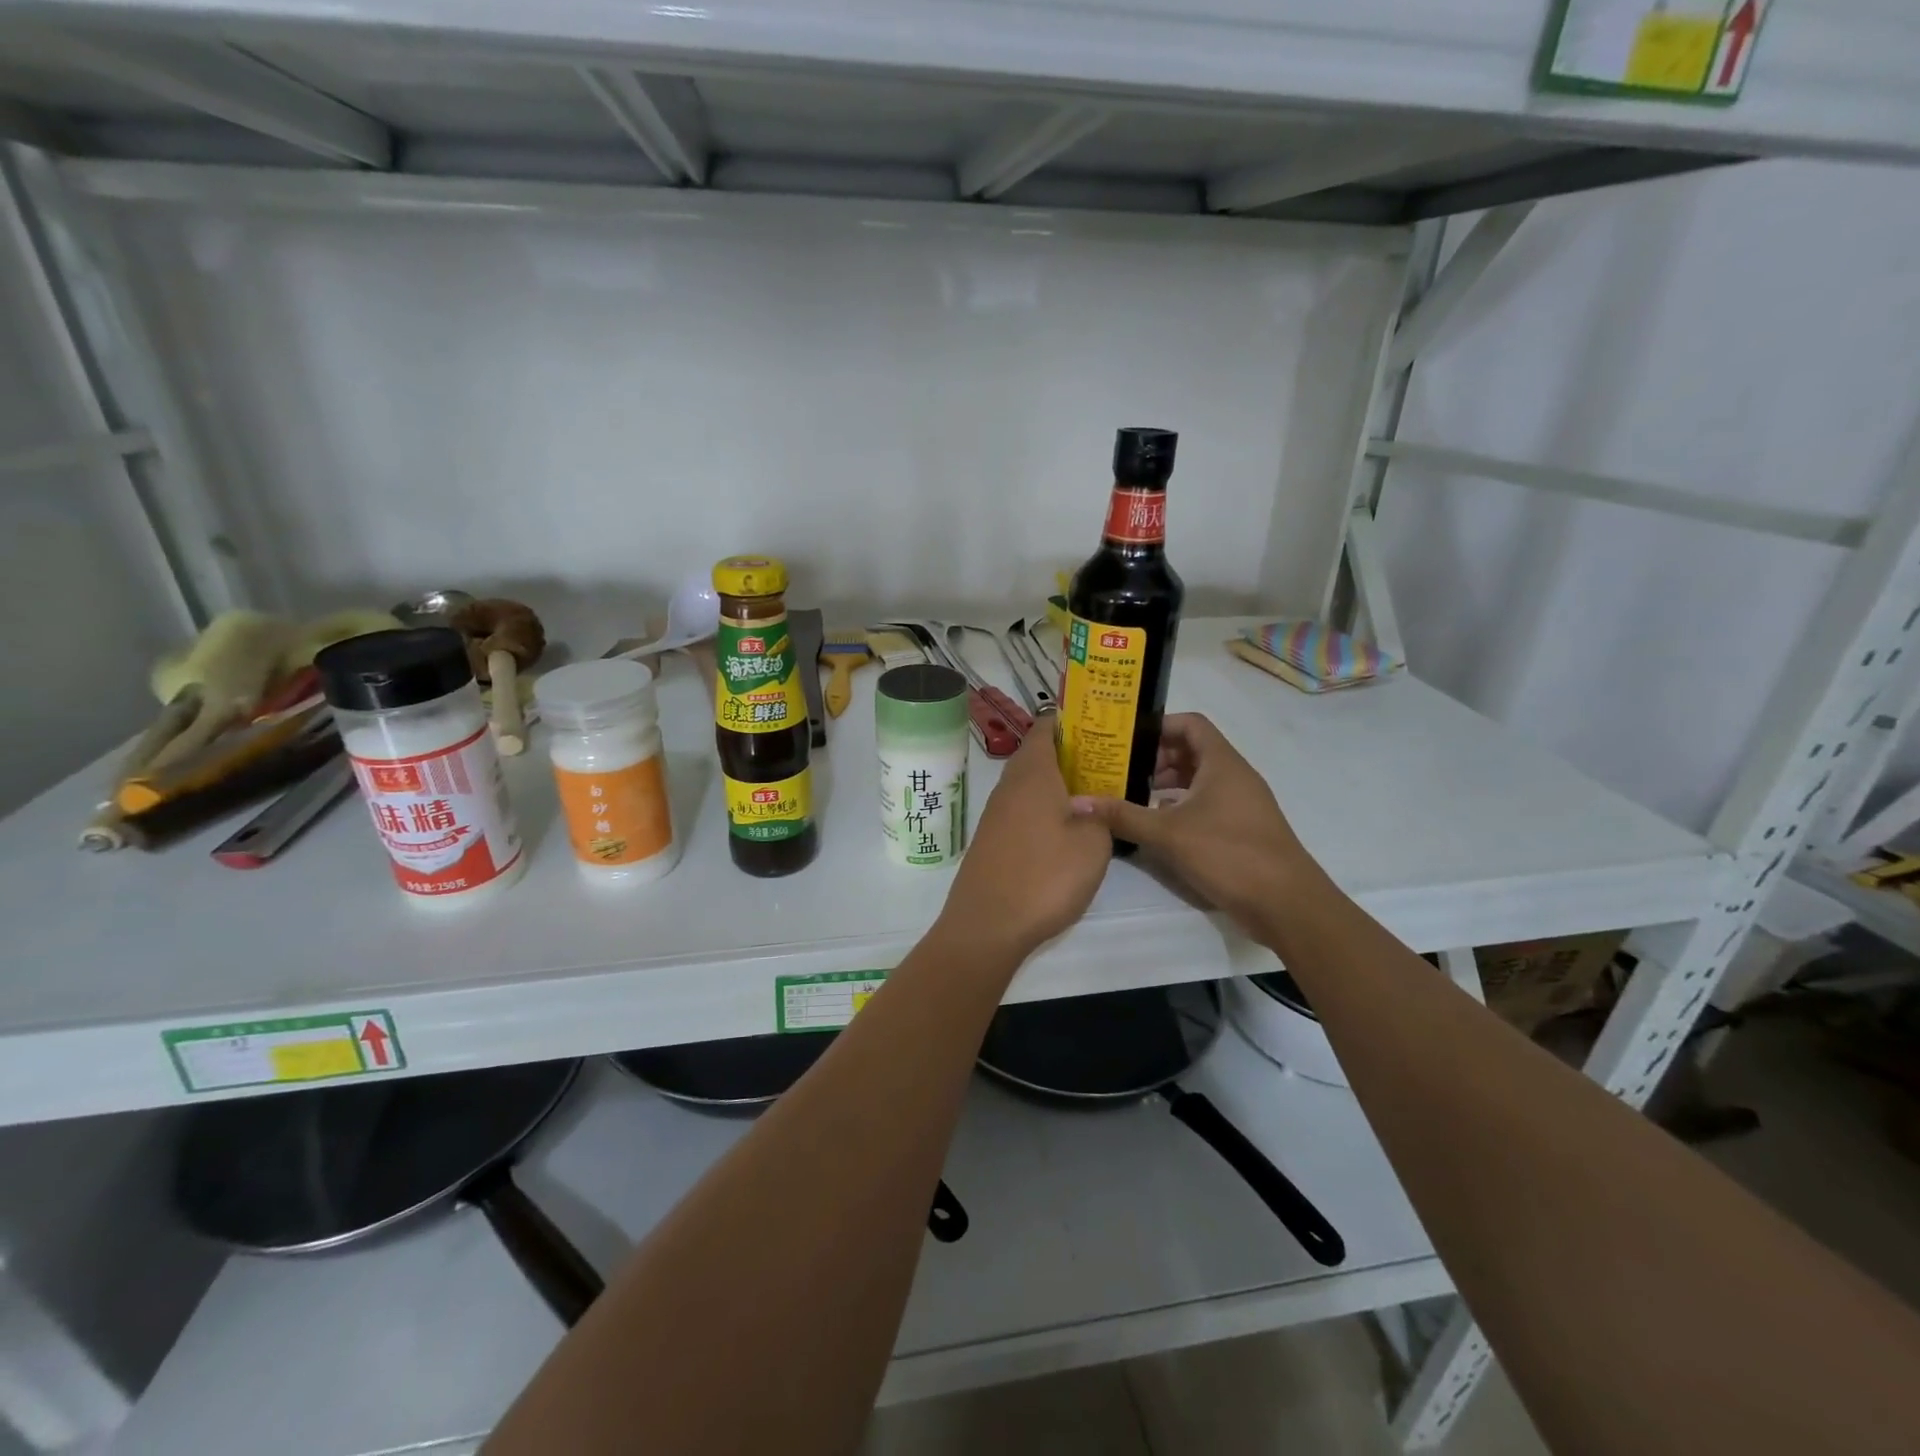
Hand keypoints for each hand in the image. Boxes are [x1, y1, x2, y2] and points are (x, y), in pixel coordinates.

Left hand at [938, 715, 1112, 960]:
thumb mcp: (1093, 845)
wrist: (987, 925)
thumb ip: (1101, 816)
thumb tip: (1095, 806)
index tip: (1102, 727)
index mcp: (1033, 773)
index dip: (1073, 722)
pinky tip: (1065, 830)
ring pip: (1030, 784)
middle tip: (1108, 765)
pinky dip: (1044, 810)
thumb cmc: (1045, 876)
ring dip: (1058, 785)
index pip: (1046, 727)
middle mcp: (1009, 785)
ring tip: (1094, 796)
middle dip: (1071, 755)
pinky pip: (1022, 810)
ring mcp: (996, 813)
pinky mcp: (992, 839)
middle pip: (1038, 755)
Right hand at [1069, 712, 1318, 934]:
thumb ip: (1123, 815)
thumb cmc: (1228, 853)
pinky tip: (1157, 825)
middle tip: (1119, 770)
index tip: (1126, 739)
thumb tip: (1077, 802)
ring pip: (1198, 779)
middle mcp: (1234, 775)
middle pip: (1192, 750)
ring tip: (1130, 795)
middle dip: (1155, 758)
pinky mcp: (1242, 828)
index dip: (1158, 725)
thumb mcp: (1168, 833)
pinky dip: (1180, 806)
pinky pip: (1206, 803)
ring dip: (1166, 784)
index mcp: (1222, 763)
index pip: (1190, 724)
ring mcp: (1241, 803)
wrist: (1286, 903)